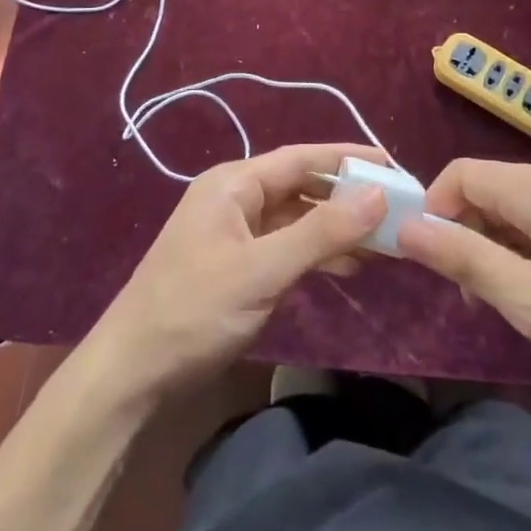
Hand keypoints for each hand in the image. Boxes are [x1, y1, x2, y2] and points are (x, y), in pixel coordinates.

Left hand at [86, 144, 388, 406]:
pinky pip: (287, 247)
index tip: (394, 166)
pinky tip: (348, 267)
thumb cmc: (194, 310)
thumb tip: (378, 194)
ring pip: (297, 219)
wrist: (133, 372)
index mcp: (233, 183)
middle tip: (397, 211)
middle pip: (302, 187)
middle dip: (347, 198)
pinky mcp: (239, 265)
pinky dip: (317, 254)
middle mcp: (235, 198)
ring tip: (384, 245)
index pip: (301, 158)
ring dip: (336, 229)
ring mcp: (236, 233)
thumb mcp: (263, 270)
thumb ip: (322, 232)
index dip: (348, 159)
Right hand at [397, 159, 530, 419]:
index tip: (433, 261)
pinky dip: (522, 249)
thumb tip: (404, 226)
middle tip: (469, 291)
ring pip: (512, 207)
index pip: (460, 174)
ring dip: (492, 245)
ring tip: (503, 300)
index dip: (434, 210)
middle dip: (462, 231)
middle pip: (485, 188)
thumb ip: (464, 258)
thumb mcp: (530, 300)